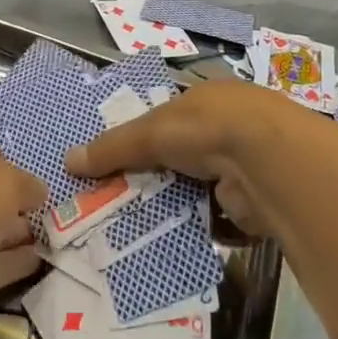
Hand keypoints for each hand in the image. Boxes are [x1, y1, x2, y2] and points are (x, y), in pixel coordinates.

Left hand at [0, 140, 44, 338]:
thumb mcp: (4, 180)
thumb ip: (26, 186)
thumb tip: (38, 193)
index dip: (14, 168)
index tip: (45, 183)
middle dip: (19, 204)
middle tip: (61, 214)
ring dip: (21, 235)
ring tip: (63, 237)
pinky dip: (17, 265)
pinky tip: (46, 261)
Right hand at [65, 79, 300, 237]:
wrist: (270, 163)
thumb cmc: (207, 129)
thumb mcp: (150, 132)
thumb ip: (112, 148)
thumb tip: (67, 161)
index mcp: (207, 100)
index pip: (167, 118)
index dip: (141, 138)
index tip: (114, 162)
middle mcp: (229, 128)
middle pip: (181, 156)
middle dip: (154, 176)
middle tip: (118, 199)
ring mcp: (245, 166)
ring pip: (197, 188)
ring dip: (175, 204)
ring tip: (137, 224)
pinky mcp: (253, 202)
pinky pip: (215, 217)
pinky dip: (197, 226)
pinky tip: (171, 239)